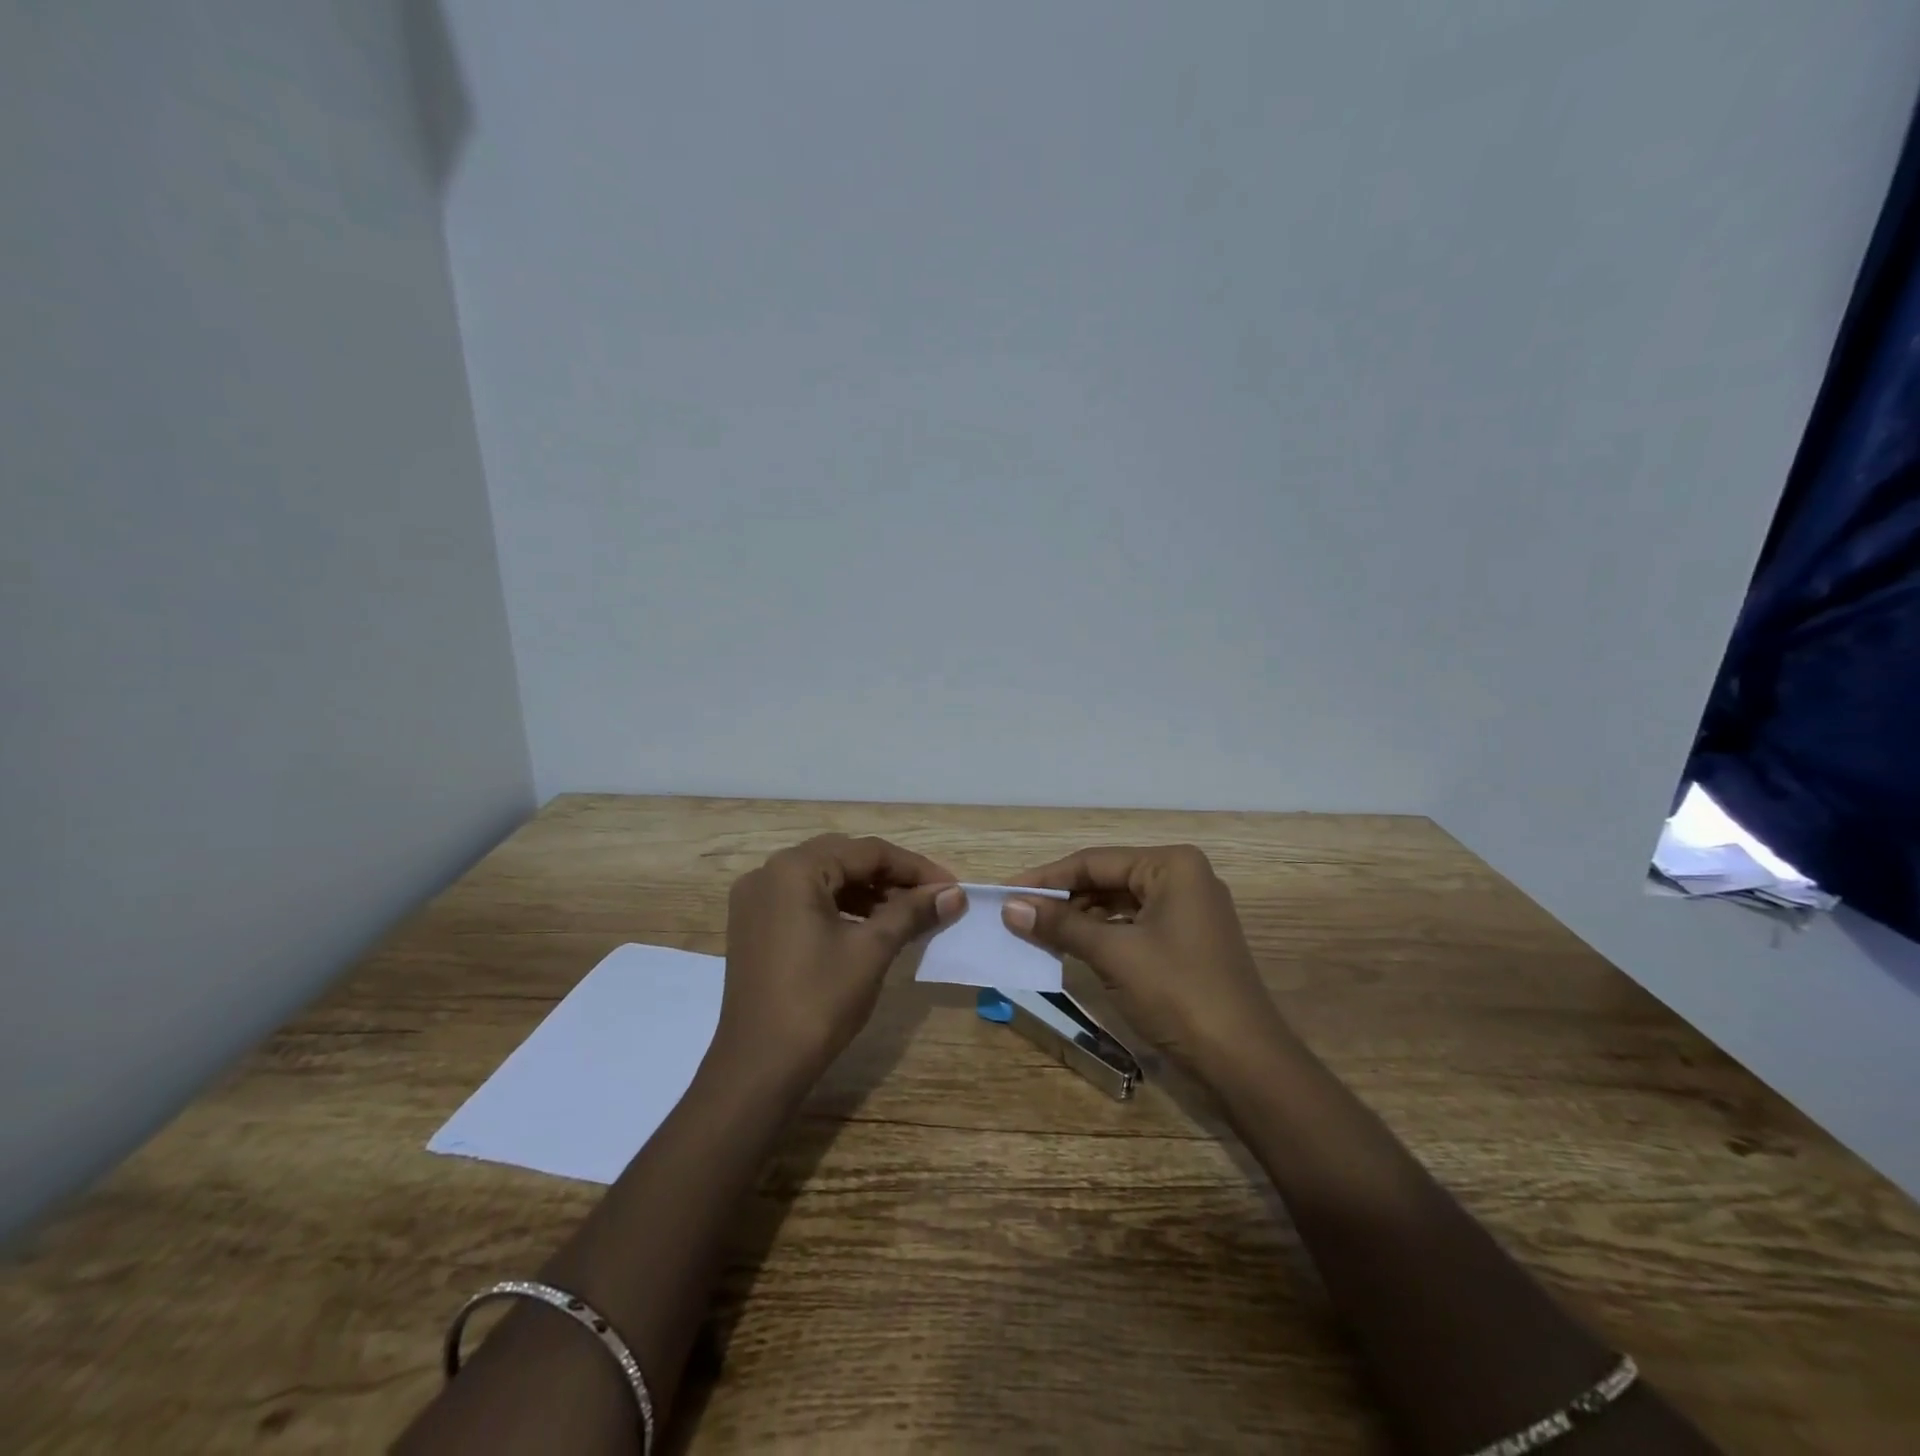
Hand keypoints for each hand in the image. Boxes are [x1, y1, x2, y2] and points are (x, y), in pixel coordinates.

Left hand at [720, 834, 964, 1081]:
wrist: (759, 1067)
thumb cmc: (818, 1001)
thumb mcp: (872, 950)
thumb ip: (913, 912)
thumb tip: (954, 893)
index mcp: (794, 869)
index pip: (866, 852)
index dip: (914, 867)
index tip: (951, 887)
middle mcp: (769, 873)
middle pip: (844, 858)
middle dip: (891, 877)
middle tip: (931, 898)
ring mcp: (756, 901)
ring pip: (824, 880)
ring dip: (867, 892)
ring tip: (907, 915)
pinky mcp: (754, 926)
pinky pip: (805, 901)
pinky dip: (841, 908)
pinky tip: (870, 928)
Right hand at [1002, 844, 1291, 1078]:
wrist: (1244, 1062)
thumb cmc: (1178, 993)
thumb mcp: (1113, 953)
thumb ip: (1061, 924)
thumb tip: (1010, 906)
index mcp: (1172, 866)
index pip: (1095, 861)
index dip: (1046, 877)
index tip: (1005, 892)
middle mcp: (1183, 878)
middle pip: (1107, 879)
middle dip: (1062, 898)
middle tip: (1016, 914)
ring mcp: (1188, 912)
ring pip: (1119, 904)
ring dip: (1079, 919)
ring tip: (1035, 931)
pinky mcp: (1187, 943)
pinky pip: (1133, 927)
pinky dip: (1101, 936)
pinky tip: (1071, 948)